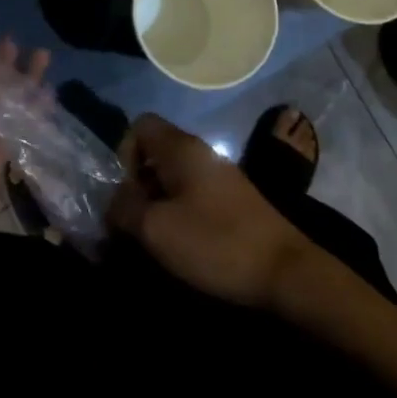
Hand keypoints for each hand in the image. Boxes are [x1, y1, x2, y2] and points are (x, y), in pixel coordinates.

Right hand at [108, 115, 313, 308]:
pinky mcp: (232, 200)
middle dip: (136, 184)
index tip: (124, 193)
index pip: (140, 125)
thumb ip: (124, 209)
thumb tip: (111, 201)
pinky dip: (178, 212)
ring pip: (173, 176)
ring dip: (156, 202)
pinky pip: (192, 194)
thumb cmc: (214, 242)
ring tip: (152, 239)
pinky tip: (180, 244)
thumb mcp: (156, 229)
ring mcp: (219, 175)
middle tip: (132, 223)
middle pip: (155, 152)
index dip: (122, 153)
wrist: (285, 271)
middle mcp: (200, 152)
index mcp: (181, 147)